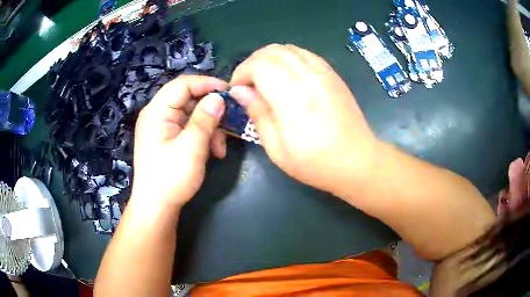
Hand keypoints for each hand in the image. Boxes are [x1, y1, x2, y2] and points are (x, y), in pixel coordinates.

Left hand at [131, 75, 227, 210]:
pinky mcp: (169, 137)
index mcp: (156, 112)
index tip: (230, 92)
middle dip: (211, 111)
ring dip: (210, 127)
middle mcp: (158, 114)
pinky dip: (204, 136)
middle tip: (229, 123)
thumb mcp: (191, 148)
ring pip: (193, 114)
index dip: (207, 84)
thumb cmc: (170, 179)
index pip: (182, 84)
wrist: (157, 207)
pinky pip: (190, 127)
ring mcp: (163, 126)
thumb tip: (219, 97)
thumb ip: (205, 120)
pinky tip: (214, 152)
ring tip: (220, 148)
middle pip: (189, 99)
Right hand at [229, 44, 377, 193]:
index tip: (237, 90)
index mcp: (293, 100)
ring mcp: (325, 74)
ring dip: (270, 58)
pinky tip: (286, 75)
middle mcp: (309, 78)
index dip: (242, 72)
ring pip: (288, 48)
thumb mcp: (277, 149)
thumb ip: (257, 114)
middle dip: (252, 62)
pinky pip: (305, 54)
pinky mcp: (333, 75)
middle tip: (247, 84)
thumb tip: (239, 91)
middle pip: (272, 51)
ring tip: (265, 79)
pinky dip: (288, 58)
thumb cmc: (316, 163)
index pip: (260, 65)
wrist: (358, 161)